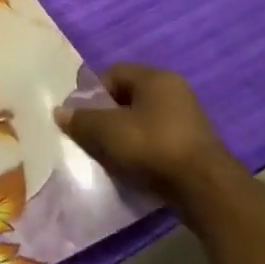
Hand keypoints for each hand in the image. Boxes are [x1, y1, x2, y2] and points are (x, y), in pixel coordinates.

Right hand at [56, 64, 237, 210]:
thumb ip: (79, 120)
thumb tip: (61, 112)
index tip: (81, 115)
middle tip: (92, 135)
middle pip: (129, 98)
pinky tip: (133, 167)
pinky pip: (159, 141)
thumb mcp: (104, 131)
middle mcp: (176, 92)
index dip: (92, 93)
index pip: (113, 74)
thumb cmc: (149, 146)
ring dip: (125, 135)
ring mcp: (190, 120)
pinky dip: (143, 150)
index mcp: (156, 78)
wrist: (203, 189)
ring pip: (144, 121)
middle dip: (107, 115)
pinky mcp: (196, 147)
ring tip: (110, 154)